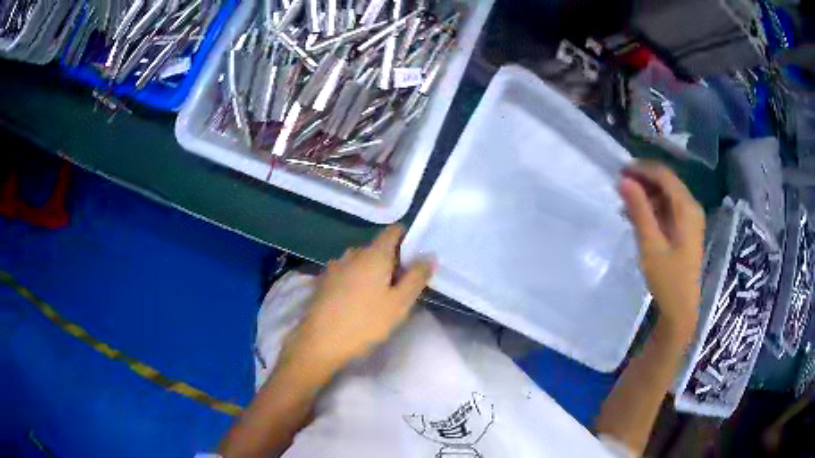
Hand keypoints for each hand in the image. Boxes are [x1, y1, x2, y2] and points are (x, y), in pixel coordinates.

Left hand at [282, 225, 434, 374]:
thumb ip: (416, 277)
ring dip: (372, 271)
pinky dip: (356, 280)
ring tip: (379, 294)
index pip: (393, 231)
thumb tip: (429, 255)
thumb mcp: (399, 303)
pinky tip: (356, 301)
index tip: (415, 256)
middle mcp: (352, 254)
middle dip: (391, 260)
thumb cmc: (365, 322)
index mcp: (374, 254)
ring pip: (360, 261)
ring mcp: (334, 267)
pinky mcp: (323, 281)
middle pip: (377, 247)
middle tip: (402, 284)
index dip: (407, 238)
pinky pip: (346, 273)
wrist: (320, 342)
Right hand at [618, 161, 704, 343]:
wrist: (680, 310)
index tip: (619, 171)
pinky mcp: (686, 230)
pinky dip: (653, 208)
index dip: (642, 169)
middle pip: (667, 182)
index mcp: (687, 208)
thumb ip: (639, 210)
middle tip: (619, 186)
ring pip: (667, 195)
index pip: (664, 175)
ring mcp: (690, 219)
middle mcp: (692, 208)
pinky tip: (638, 217)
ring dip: (647, 195)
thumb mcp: (650, 244)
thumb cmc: (667, 279)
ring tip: (624, 203)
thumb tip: (624, 180)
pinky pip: (668, 209)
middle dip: (643, 180)